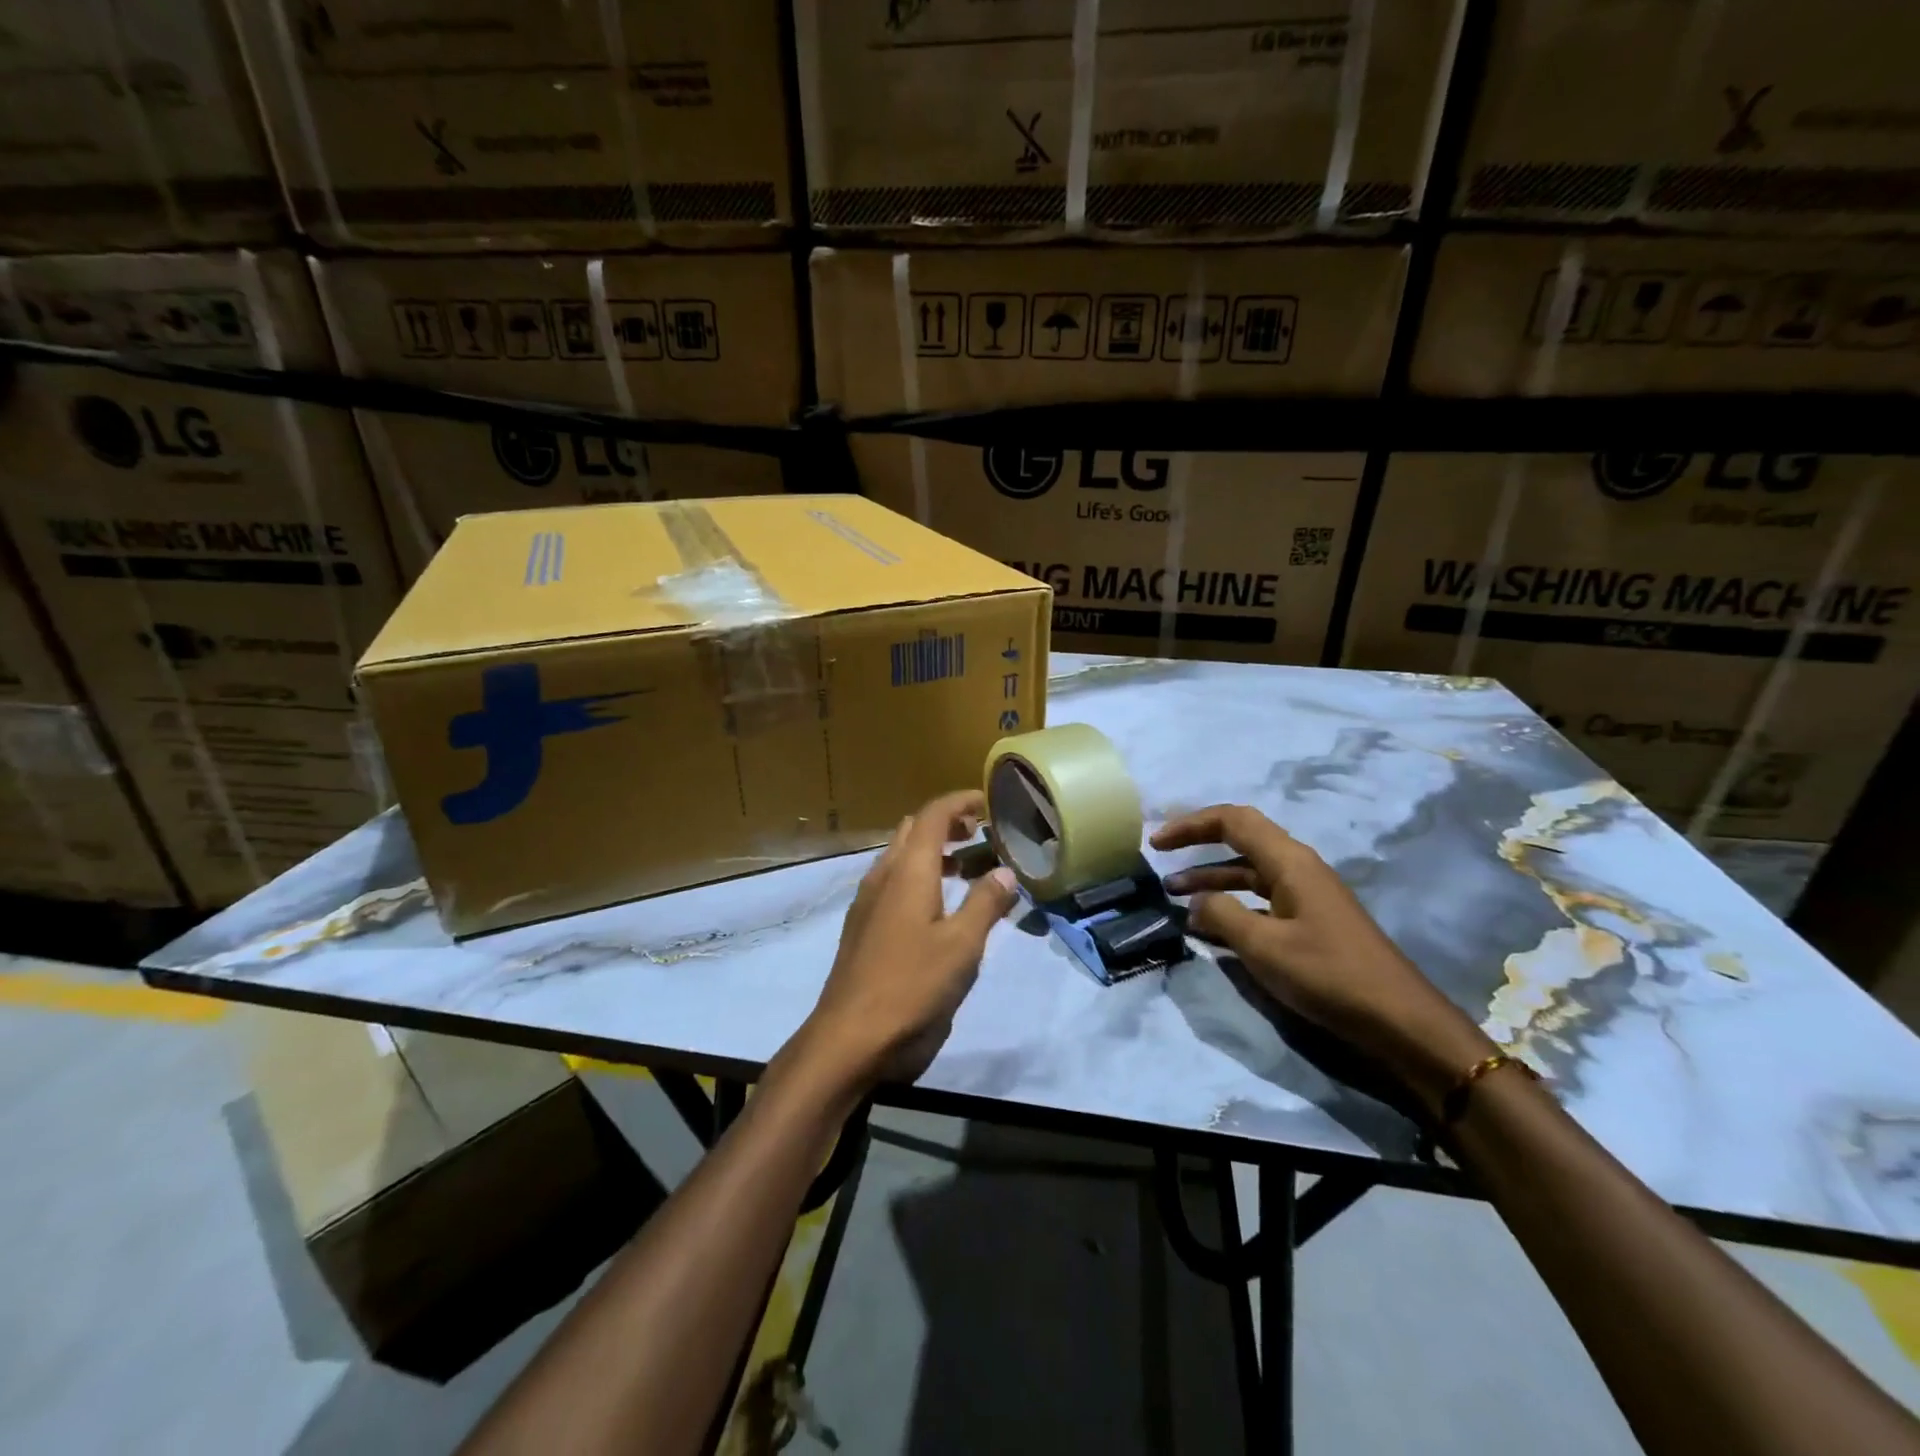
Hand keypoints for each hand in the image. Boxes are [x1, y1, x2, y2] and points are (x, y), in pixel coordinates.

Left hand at [798, 790, 1019, 1089]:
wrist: (850, 1037)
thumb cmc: (912, 986)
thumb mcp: (962, 946)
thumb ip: (985, 904)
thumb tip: (1005, 872)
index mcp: (908, 871)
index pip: (933, 815)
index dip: (961, 802)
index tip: (989, 802)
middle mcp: (883, 876)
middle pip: (913, 830)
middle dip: (947, 823)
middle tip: (982, 833)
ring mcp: (868, 902)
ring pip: (900, 856)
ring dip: (932, 850)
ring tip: (968, 866)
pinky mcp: (863, 926)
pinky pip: (892, 882)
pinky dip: (919, 876)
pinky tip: (939, 905)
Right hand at [1154, 804, 1495, 1112]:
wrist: (1399, 1020)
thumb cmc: (1328, 974)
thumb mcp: (1264, 946)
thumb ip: (1222, 915)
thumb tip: (1197, 901)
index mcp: (1289, 861)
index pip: (1232, 820)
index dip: (1190, 824)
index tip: (1156, 842)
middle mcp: (1297, 868)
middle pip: (1240, 840)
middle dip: (1198, 844)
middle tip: (1160, 857)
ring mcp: (1305, 895)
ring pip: (1248, 872)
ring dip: (1210, 878)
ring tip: (1173, 895)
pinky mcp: (1309, 921)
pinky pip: (1260, 899)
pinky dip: (1231, 904)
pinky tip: (1210, 926)